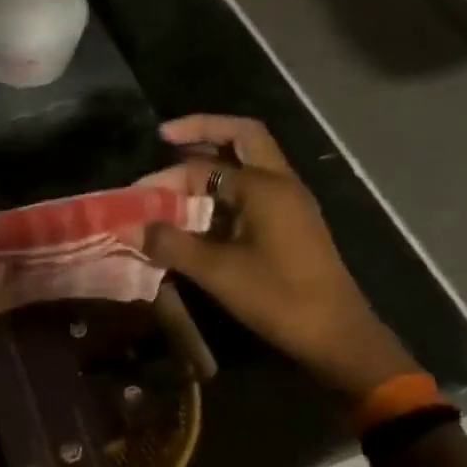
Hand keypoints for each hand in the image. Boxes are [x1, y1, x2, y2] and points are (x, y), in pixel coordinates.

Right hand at [142, 115, 419, 398]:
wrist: (335, 334)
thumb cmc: (278, 298)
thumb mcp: (218, 273)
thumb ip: (172, 245)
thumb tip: (132, 229)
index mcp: (266, 188)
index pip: (206, 166)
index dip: (167, 176)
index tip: (136, 193)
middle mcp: (281, 184)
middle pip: (243, 137)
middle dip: (203, 132)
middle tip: (167, 136)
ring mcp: (288, 203)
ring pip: (249, 162)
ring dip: (214, 161)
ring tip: (175, 173)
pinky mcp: (288, 224)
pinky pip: (252, 191)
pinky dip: (223, 190)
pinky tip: (198, 211)